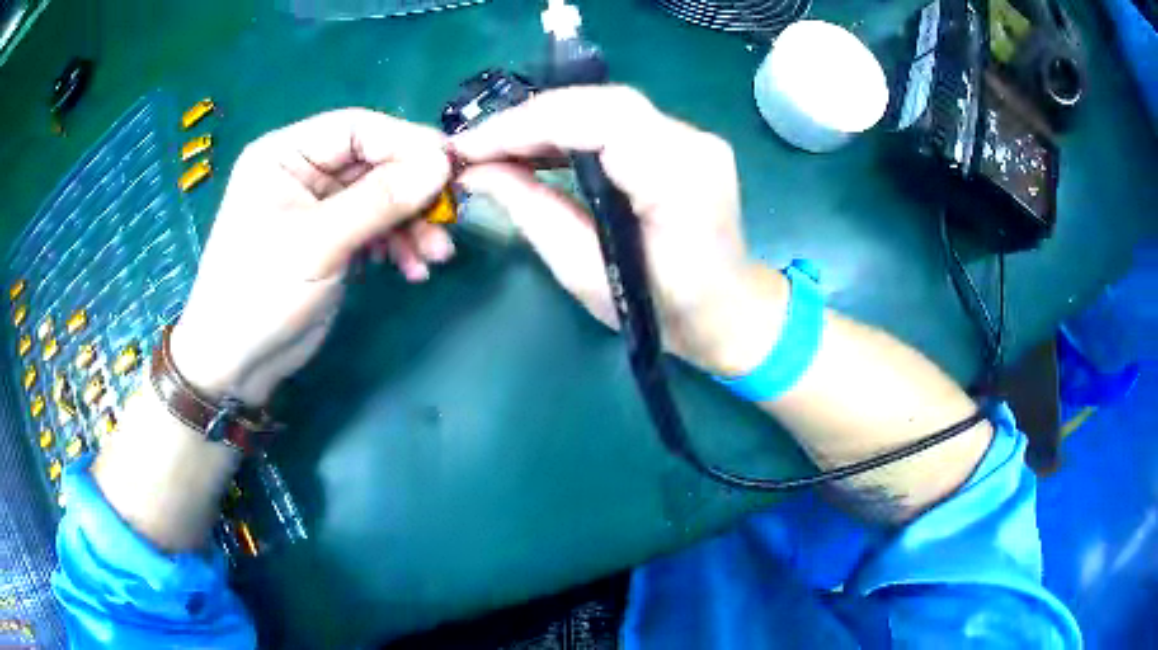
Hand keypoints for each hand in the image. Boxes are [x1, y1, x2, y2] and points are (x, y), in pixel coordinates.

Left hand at [171, 109, 453, 405]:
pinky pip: (375, 227)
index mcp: (286, 154)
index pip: (357, 129)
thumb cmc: (260, 294)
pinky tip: (413, 269)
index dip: (406, 143)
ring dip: (412, 224)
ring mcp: (318, 206)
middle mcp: (304, 171)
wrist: (236, 364)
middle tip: (450, 218)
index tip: (450, 167)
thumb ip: (379, 200)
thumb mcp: (318, 244)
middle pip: (374, 163)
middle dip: (412, 193)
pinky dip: (398, 245)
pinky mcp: (331, 238)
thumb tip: (441, 165)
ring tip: (435, 256)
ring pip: (381, 197)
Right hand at [452, 87, 786, 374]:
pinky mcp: (685, 141)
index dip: (525, 125)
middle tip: (478, 146)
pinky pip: (618, 121)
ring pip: (607, 106)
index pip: (596, 122)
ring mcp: (694, 137)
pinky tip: (539, 148)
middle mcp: (694, 144)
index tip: (470, 146)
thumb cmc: (663, 312)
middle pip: (600, 103)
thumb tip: (479, 172)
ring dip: (547, 121)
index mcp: (679, 179)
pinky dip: (571, 129)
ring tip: (499, 148)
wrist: (729, 312)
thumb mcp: (586, 273)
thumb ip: (533, 213)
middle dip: (529, 119)